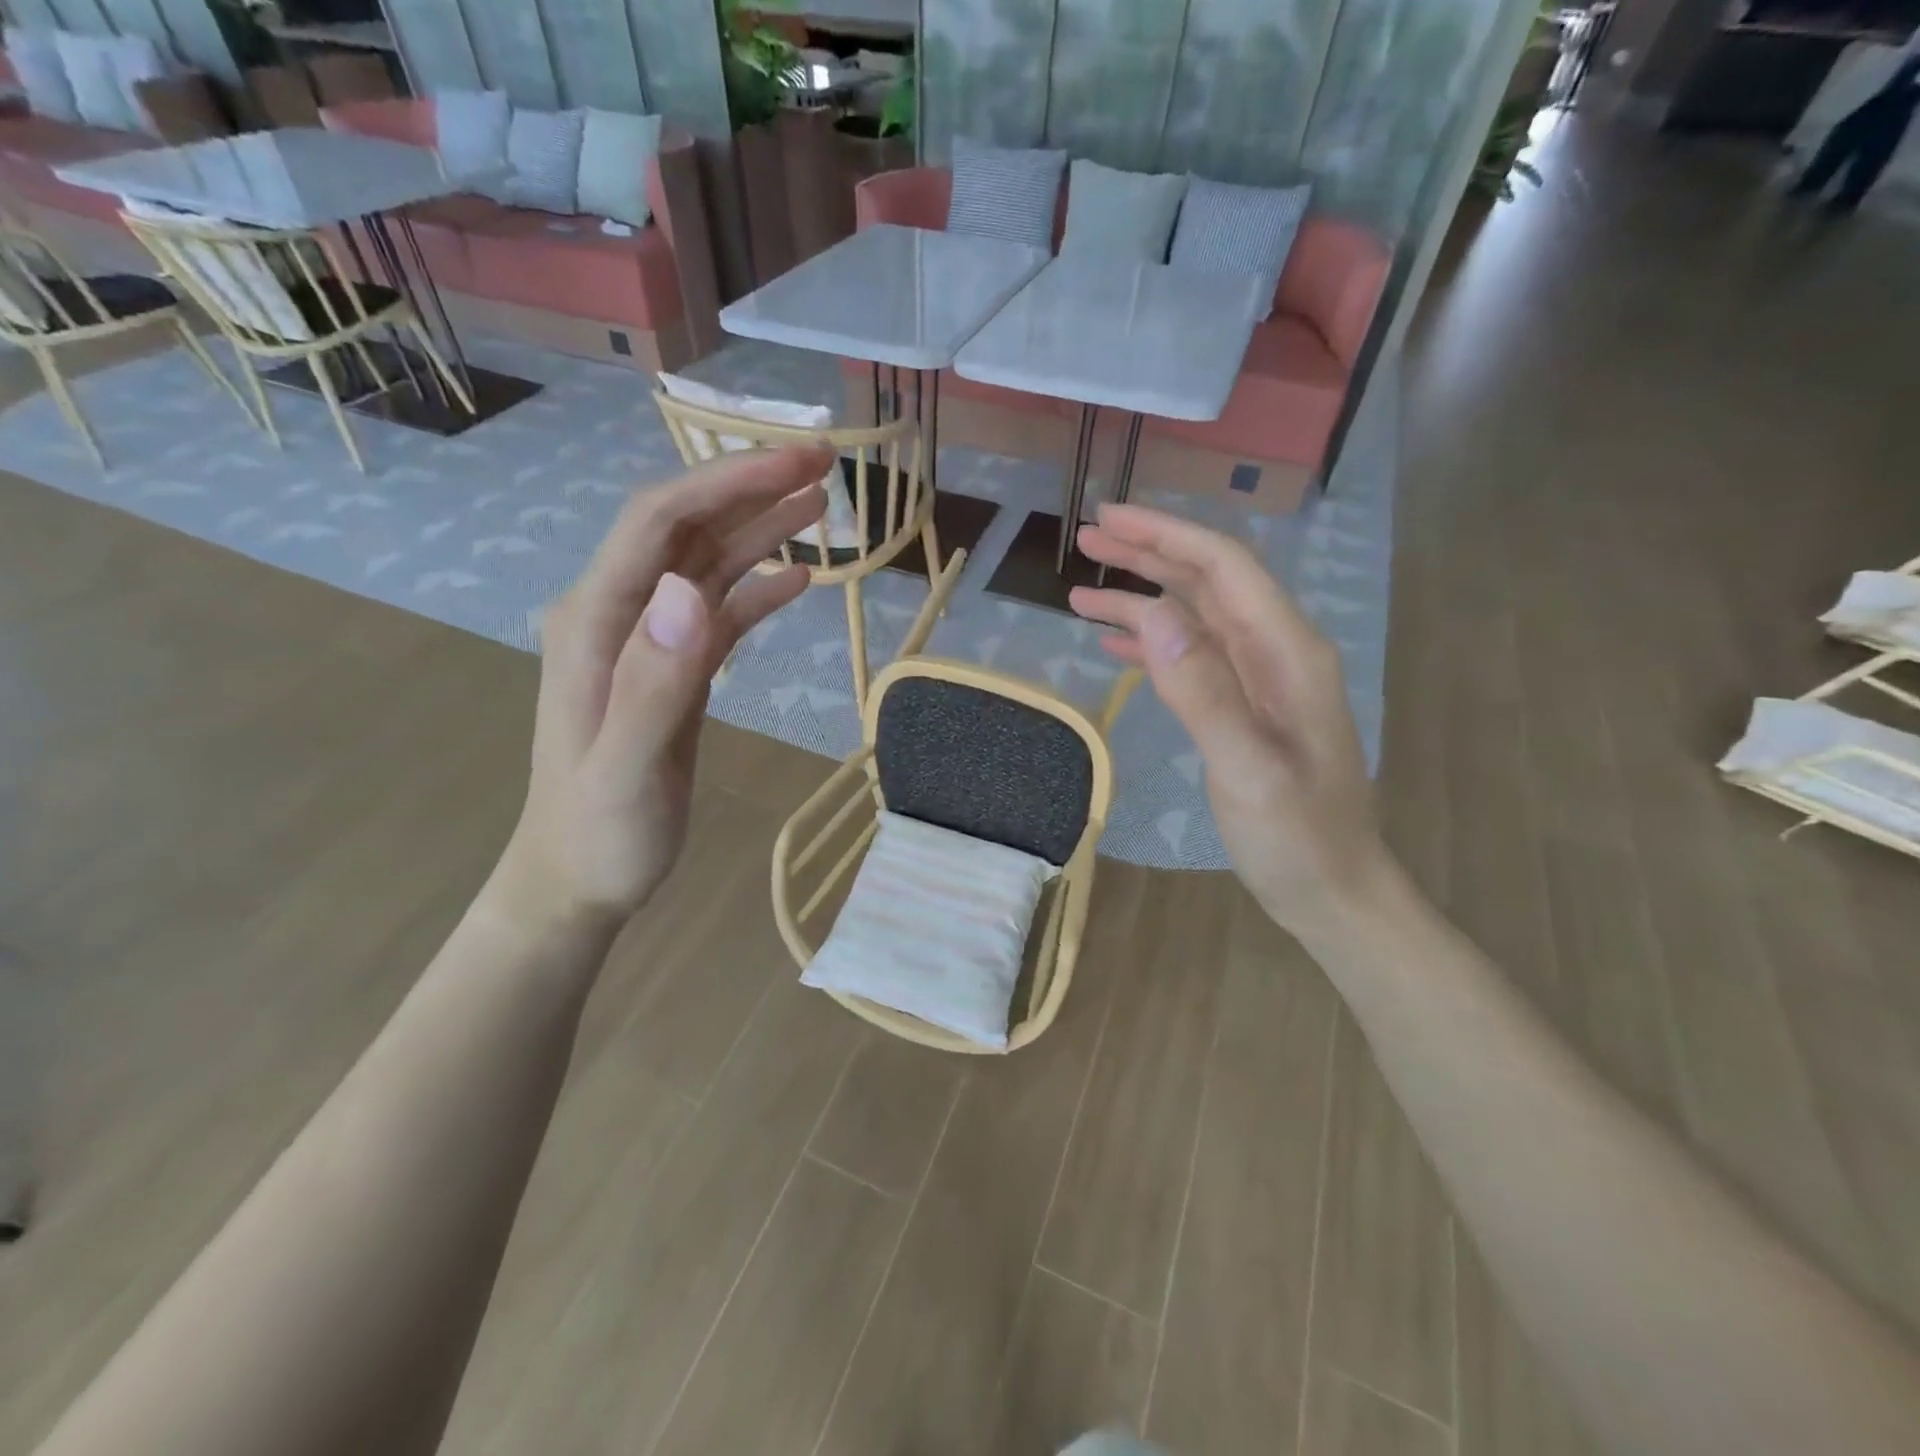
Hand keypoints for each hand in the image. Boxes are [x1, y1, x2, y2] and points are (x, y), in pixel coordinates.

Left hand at [492, 446, 831, 929]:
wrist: (578, 880)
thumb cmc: (599, 834)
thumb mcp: (624, 769)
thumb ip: (653, 682)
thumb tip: (690, 590)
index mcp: (598, 622)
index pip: (661, 523)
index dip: (727, 482)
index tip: (794, 463)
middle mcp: (621, 615)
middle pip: (687, 528)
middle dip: (750, 488)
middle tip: (823, 464)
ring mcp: (649, 641)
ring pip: (708, 564)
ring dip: (761, 528)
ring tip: (821, 503)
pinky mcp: (675, 669)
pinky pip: (721, 613)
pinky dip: (759, 589)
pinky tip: (799, 578)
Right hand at [1070, 504, 1390, 933]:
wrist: (1333, 889)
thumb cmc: (1297, 836)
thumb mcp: (1249, 771)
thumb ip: (1205, 692)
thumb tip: (1156, 616)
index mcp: (1287, 652)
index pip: (1224, 568)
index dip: (1166, 536)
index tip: (1109, 518)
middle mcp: (1275, 652)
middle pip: (1208, 581)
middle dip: (1149, 553)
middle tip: (1087, 538)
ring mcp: (1260, 679)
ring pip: (1195, 618)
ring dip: (1142, 598)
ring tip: (1081, 593)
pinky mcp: (1243, 706)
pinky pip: (1193, 657)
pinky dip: (1153, 643)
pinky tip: (1116, 643)